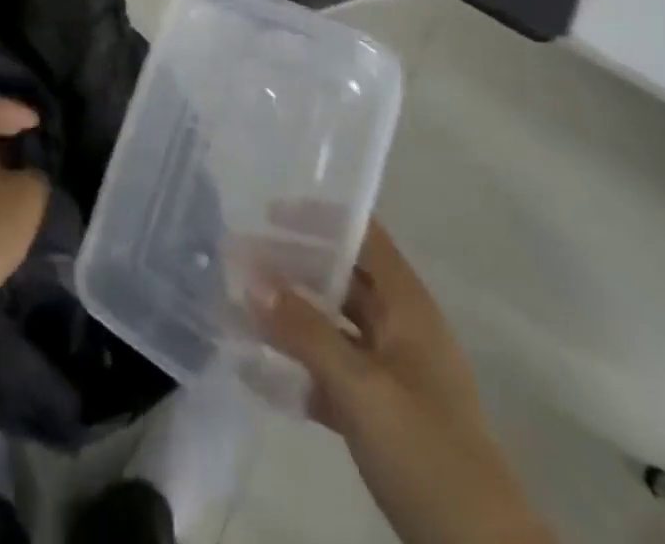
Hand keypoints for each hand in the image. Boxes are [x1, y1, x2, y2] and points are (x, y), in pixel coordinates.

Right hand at [255, 222, 554, 543]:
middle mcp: (400, 330)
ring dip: (289, 317)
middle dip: (292, 266)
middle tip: (239, 260)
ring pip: (333, 328)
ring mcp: (392, 375)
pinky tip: (255, 368)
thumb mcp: (361, 388)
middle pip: (342, 279)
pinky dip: (297, 368)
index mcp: (408, 308)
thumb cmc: (426, 452)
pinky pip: (331, 375)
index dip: (321, 219)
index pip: (364, 238)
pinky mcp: (381, 417)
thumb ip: (306, 331)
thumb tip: (253, 279)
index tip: (269, 212)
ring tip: (237, 307)